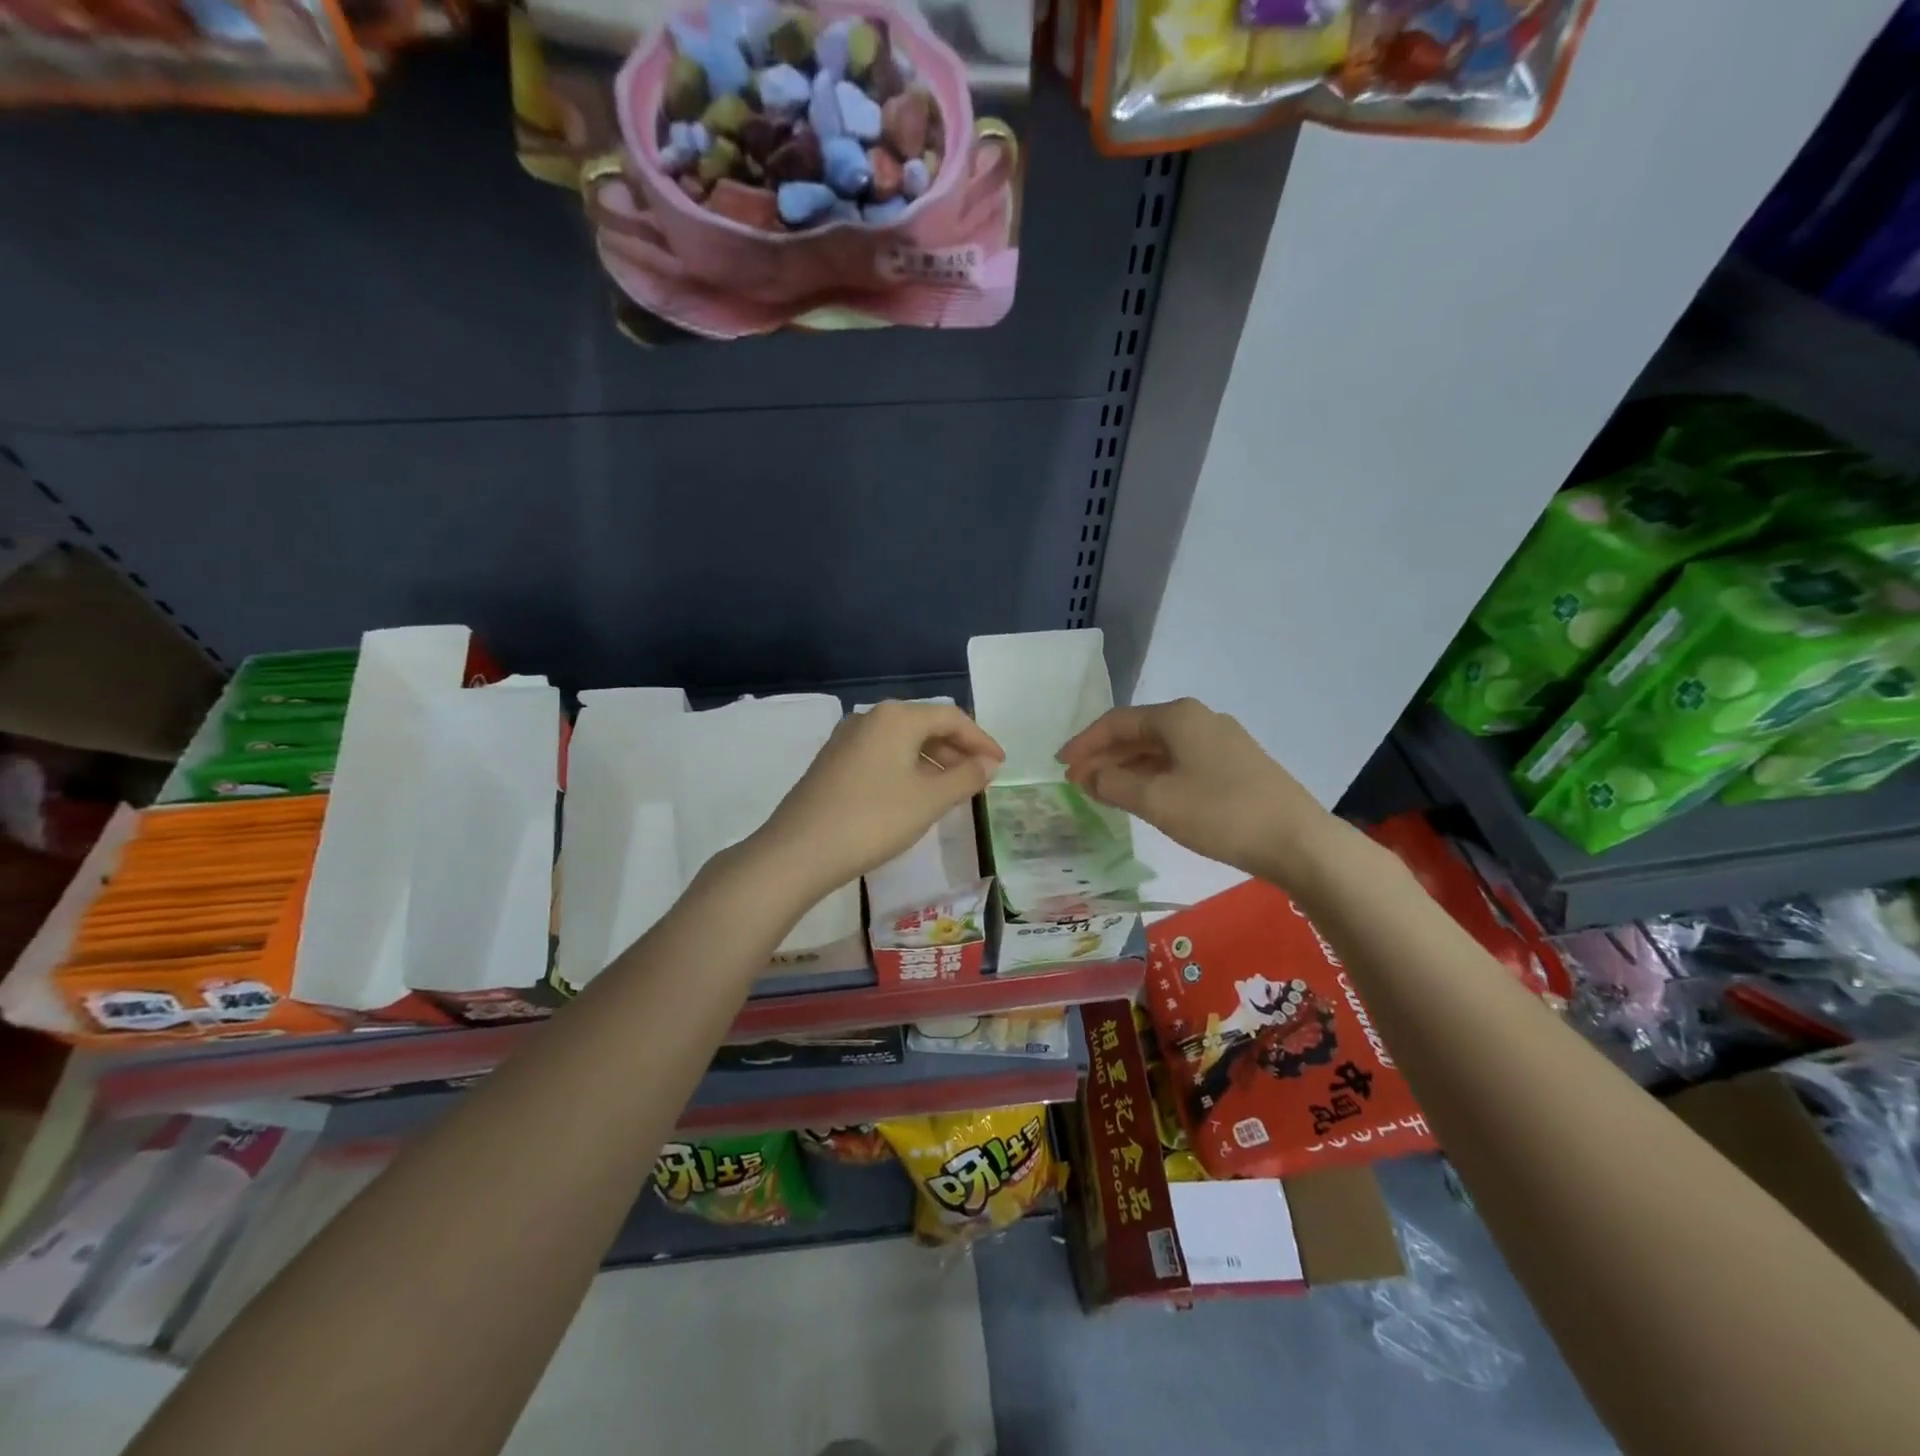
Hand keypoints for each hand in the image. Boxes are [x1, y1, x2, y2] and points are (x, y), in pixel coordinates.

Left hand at [756, 701, 1003, 899]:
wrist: (799, 851)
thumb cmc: (874, 819)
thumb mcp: (929, 800)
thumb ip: (965, 778)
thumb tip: (988, 764)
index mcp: (896, 717)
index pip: (951, 718)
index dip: (980, 739)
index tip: (1000, 764)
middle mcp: (870, 718)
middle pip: (925, 725)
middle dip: (956, 750)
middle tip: (980, 777)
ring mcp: (847, 739)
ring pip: (902, 742)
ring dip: (932, 761)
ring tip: (952, 790)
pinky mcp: (833, 762)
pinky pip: (882, 755)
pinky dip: (907, 769)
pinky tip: (914, 795)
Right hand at [1057, 698, 1331, 882]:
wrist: (1297, 841)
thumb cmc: (1219, 814)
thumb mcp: (1156, 800)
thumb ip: (1114, 785)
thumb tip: (1089, 776)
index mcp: (1177, 717)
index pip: (1116, 722)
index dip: (1084, 743)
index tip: (1061, 765)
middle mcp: (1199, 719)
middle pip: (1138, 732)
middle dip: (1105, 756)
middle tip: (1078, 782)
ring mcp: (1221, 741)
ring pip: (1160, 749)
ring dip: (1128, 768)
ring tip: (1103, 792)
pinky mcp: (1235, 764)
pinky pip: (1180, 762)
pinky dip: (1154, 775)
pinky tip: (1144, 796)